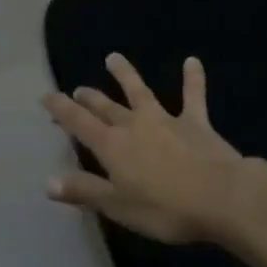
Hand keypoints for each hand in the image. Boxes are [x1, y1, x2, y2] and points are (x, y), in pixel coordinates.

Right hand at [42, 52, 253, 244]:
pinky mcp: (195, 122)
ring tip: (114, 58)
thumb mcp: (118, 206)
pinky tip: (192, 61)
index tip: (46, 95)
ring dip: (126, 74)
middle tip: (79, 89)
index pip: (78, 123)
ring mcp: (165, 119)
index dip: (60, 109)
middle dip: (89, 98)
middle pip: (105, 107)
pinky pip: (192, 96)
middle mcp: (133, 125)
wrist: (221, 196)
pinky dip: (192, 78)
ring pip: (140, 92)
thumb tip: (48, 181)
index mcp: (112, 146)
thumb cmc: (165, 208)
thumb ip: (84, 191)